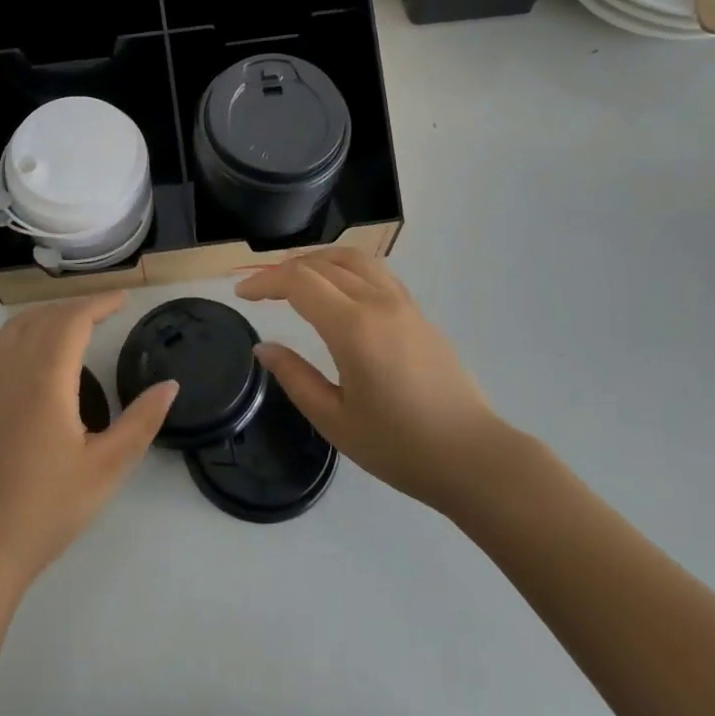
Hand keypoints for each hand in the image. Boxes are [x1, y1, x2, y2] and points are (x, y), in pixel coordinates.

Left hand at [0, 293, 177, 591]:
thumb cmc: (49, 506)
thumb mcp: (107, 467)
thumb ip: (141, 422)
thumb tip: (170, 385)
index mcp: (47, 380)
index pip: (72, 321)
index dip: (98, 303)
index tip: (123, 300)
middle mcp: (13, 371)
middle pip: (43, 319)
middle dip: (75, 307)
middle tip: (105, 311)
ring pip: (12, 329)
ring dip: (43, 315)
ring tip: (69, 321)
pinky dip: (4, 336)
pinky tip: (13, 345)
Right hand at [238, 248, 506, 517]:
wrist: (472, 457)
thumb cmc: (400, 447)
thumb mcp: (335, 421)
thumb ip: (295, 378)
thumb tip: (264, 347)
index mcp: (354, 328)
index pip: (299, 282)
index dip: (265, 282)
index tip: (242, 295)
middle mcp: (378, 303)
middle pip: (322, 263)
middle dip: (284, 270)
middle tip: (261, 290)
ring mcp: (403, 304)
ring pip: (353, 258)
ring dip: (317, 260)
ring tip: (295, 279)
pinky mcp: (418, 312)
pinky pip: (376, 271)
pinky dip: (346, 267)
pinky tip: (337, 289)